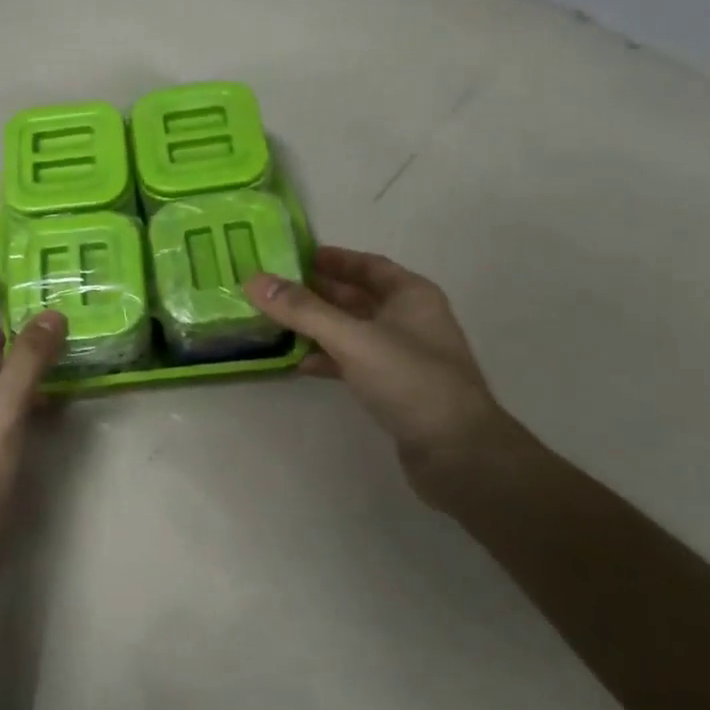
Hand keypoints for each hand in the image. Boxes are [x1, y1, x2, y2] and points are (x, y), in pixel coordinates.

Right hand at [245, 246, 514, 483]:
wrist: (456, 452)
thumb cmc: (410, 380)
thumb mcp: (352, 338)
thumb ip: (302, 309)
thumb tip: (253, 280)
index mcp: (411, 295)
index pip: (366, 264)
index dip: (332, 259)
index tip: (292, 257)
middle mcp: (409, 319)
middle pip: (356, 296)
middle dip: (316, 292)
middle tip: (272, 289)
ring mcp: (402, 355)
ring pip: (351, 330)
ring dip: (317, 326)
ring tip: (275, 322)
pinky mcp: (393, 388)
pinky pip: (352, 361)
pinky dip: (327, 358)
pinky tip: (299, 362)